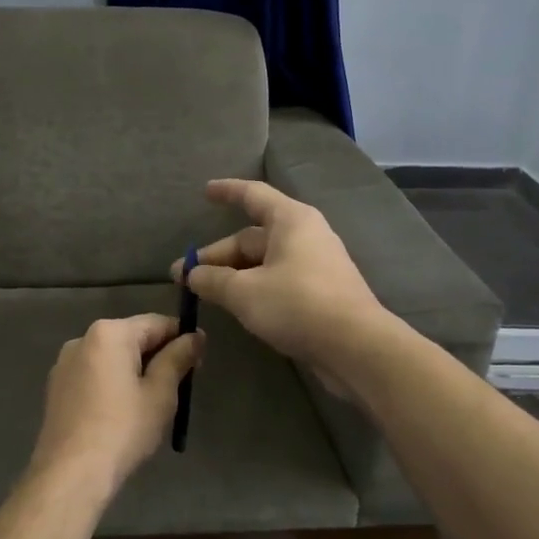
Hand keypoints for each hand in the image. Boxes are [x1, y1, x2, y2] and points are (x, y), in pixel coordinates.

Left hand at [29, 314, 203, 496]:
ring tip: (152, 402)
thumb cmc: (123, 429)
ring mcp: (64, 363)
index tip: (199, 361)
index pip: (156, 323)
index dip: (182, 338)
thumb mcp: (160, 393)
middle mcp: (82, 339)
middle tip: (180, 386)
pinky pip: (93, 374)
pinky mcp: (56, 387)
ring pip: (111, 357)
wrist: (71, 473)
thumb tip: (195, 337)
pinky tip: (122, 412)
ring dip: (134, 371)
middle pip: (131, 338)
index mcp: (109, 333)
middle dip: (157, 356)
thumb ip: (178, 358)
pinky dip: (112, 384)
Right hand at [172, 179, 389, 388]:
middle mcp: (305, 236)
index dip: (227, 191)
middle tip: (182, 276)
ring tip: (203, 292)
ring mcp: (314, 266)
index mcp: (290, 221)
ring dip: (232, 275)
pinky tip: (235, 306)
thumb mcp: (244, 292)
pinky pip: (277, 281)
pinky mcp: (319, 294)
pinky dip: (253, 288)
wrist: (356, 347)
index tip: (205, 191)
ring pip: (263, 263)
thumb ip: (212, 280)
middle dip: (216, 255)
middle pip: (251, 237)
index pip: (253, 195)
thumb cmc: (297, 305)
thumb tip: (190, 274)